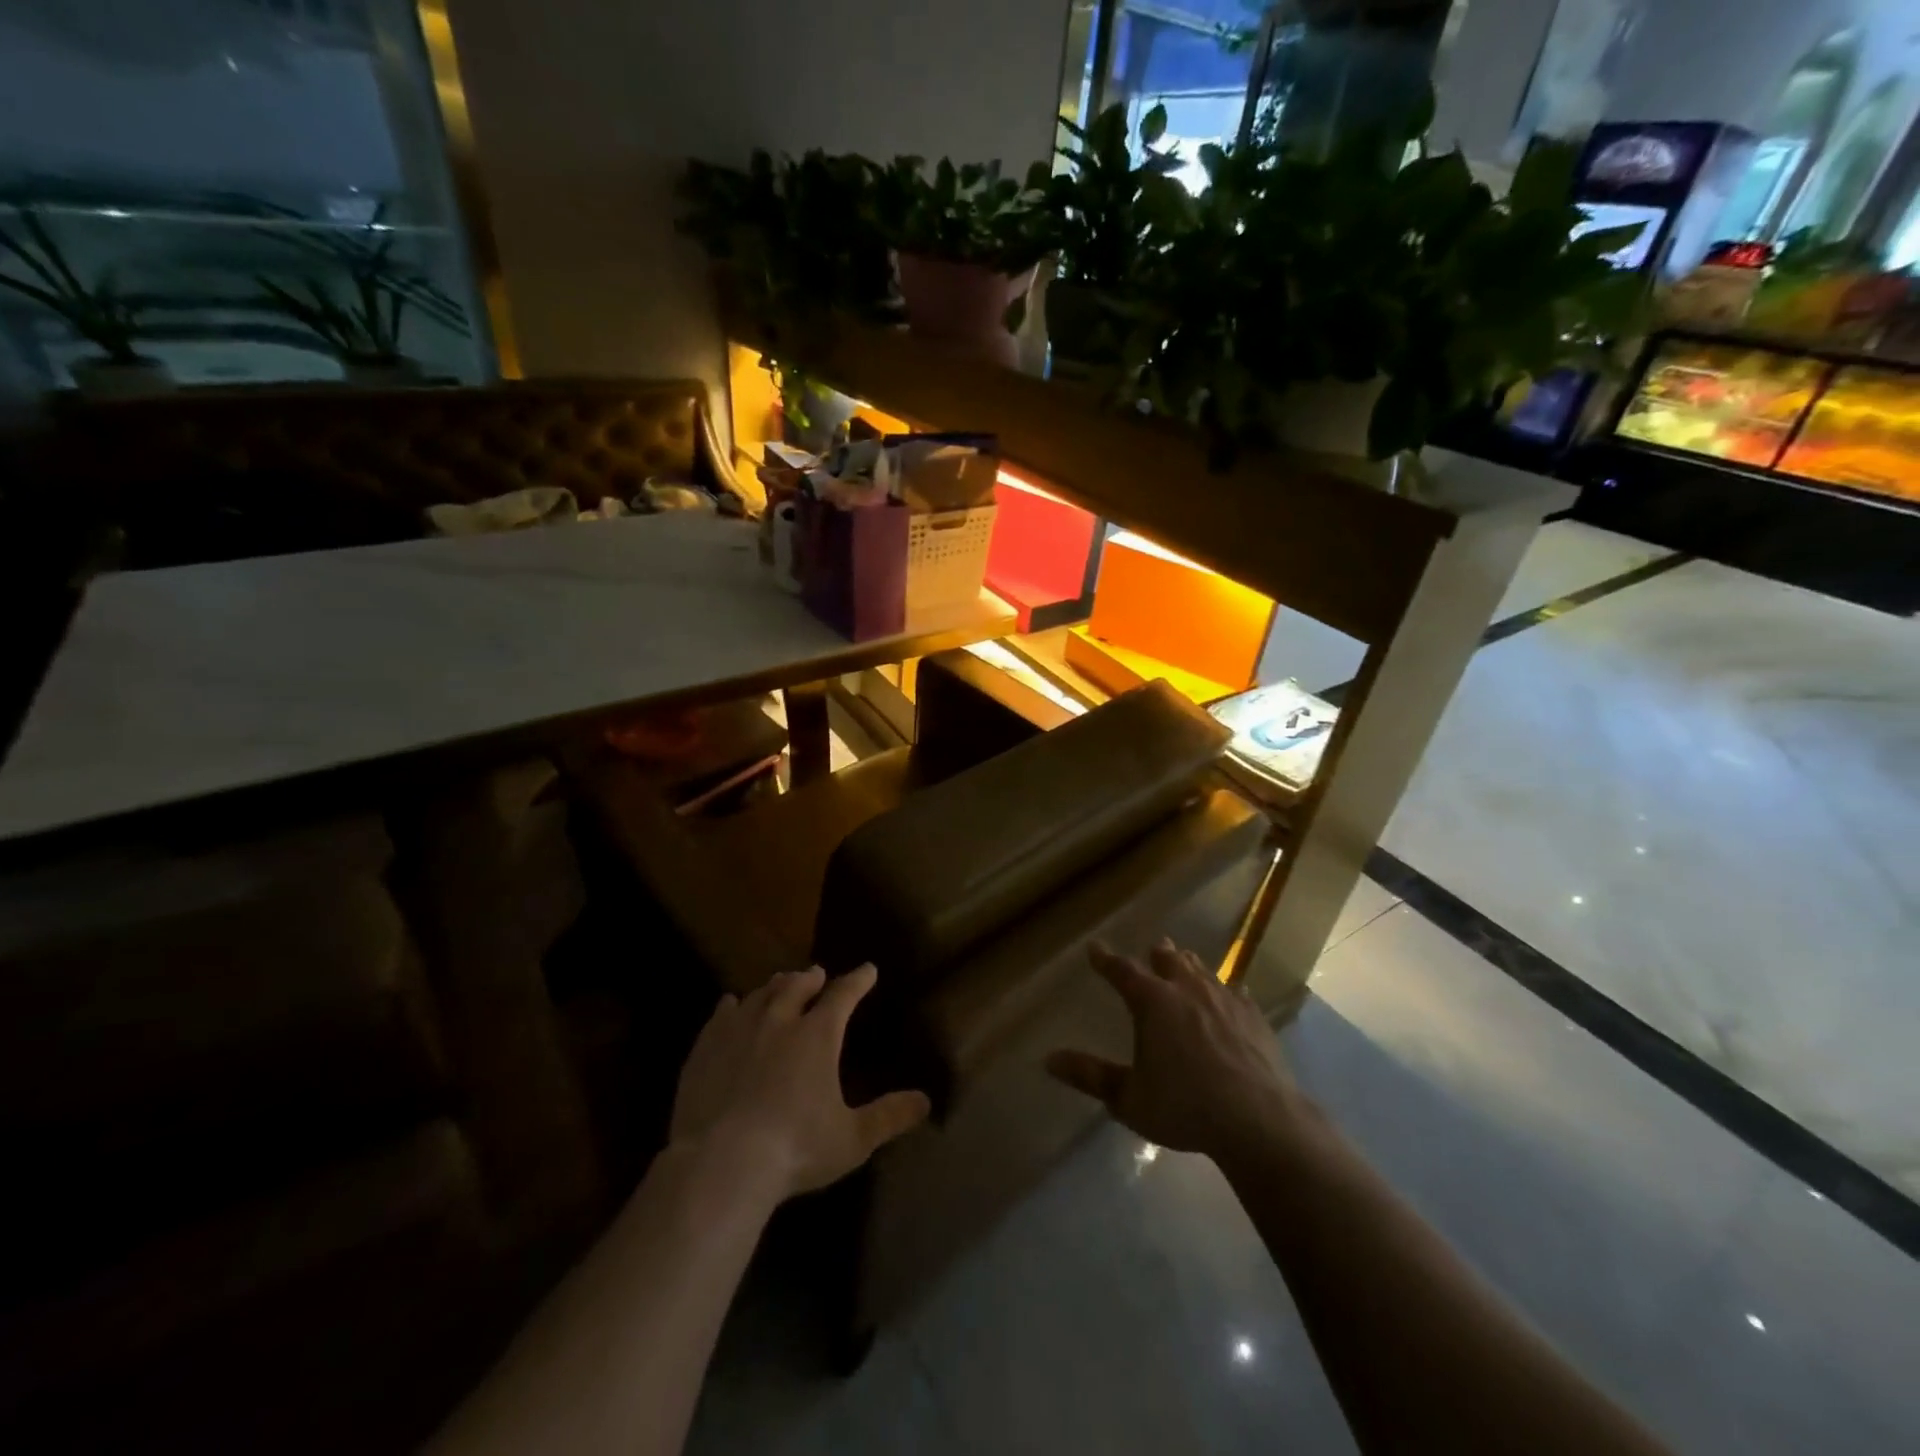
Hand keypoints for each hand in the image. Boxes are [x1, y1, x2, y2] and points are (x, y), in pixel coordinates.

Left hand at [670, 964, 930, 1200]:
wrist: (721, 1163)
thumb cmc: (796, 1149)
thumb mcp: (852, 1138)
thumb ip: (889, 1116)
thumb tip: (926, 1101)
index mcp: (818, 1035)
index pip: (843, 995)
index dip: (858, 980)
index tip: (868, 969)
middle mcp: (780, 1020)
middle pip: (797, 986)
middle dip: (810, 978)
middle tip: (816, 974)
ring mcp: (739, 1030)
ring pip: (760, 994)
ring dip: (774, 986)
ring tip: (780, 984)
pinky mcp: (706, 1048)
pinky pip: (721, 1014)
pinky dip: (732, 1005)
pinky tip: (731, 1004)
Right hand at [1046, 939, 1298, 1163]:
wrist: (1259, 1120)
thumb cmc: (1185, 1107)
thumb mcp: (1129, 1098)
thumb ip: (1091, 1076)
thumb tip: (1049, 1059)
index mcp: (1153, 1002)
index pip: (1122, 971)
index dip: (1106, 960)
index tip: (1095, 948)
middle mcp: (1187, 989)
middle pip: (1169, 960)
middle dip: (1157, 954)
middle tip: (1153, 948)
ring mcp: (1225, 999)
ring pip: (1202, 971)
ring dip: (1189, 965)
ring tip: (1185, 962)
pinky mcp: (1255, 1017)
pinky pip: (1236, 993)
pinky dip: (1226, 991)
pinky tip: (1232, 996)